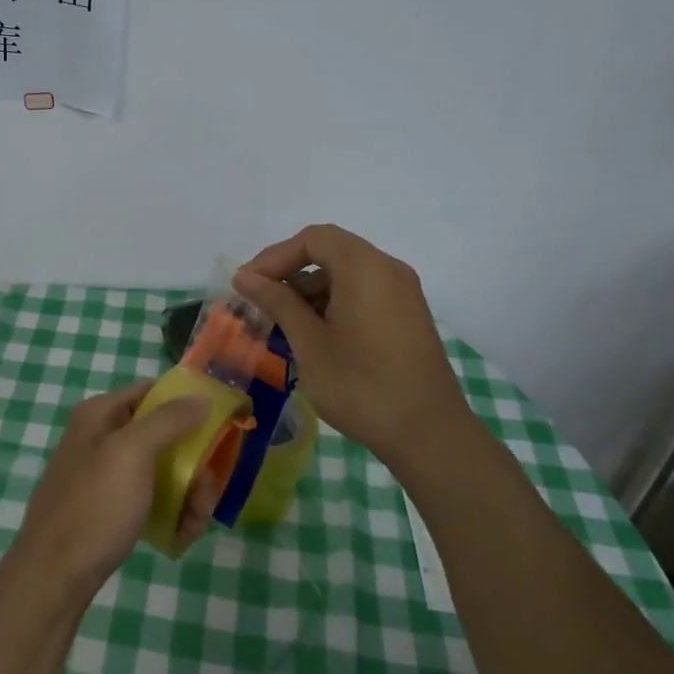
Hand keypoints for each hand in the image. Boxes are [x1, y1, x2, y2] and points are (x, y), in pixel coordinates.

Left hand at [8, 382, 211, 606]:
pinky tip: (181, 536)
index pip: (152, 392)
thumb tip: (201, 397)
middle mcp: (102, 437)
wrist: (55, 575)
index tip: (219, 426)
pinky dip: (170, 513)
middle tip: (205, 495)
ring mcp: (106, 474)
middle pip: (164, 436)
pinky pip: (150, 498)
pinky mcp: (110, 507)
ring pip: (162, 471)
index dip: (186, 404)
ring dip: (187, 494)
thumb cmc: (95, 505)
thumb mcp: (133, 453)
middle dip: (193, 465)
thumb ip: (169, 420)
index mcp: (100, 414)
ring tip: (195, 524)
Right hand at [233, 224, 470, 462]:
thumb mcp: (310, 343)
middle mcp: (388, 270)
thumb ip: (278, 302)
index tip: (247, 285)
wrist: (428, 435)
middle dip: (290, 273)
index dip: (274, 257)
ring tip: (281, 323)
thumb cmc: (361, 385)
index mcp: (365, 267)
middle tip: (259, 302)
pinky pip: (364, 293)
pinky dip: (334, 303)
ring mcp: (402, 293)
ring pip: (346, 274)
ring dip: (310, 291)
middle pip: (330, 252)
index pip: (312, 239)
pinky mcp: (407, 317)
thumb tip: (245, 277)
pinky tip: (313, 335)